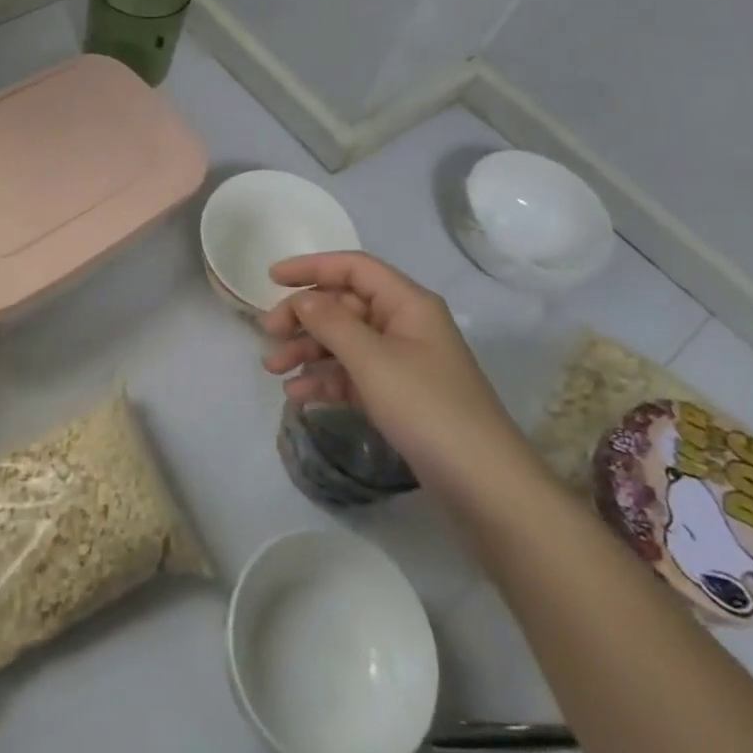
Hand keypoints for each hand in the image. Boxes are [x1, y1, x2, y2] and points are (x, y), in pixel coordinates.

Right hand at [259, 252, 529, 494]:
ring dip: (308, 350)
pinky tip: (298, 395)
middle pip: (344, 305)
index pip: (353, 268)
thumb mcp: (372, 360)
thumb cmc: (427, 408)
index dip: (311, 267)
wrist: (483, 485)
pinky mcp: (397, 395)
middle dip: (304, 316)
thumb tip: (302, 299)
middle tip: (269, 335)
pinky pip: (352, 374)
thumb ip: (331, 322)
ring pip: (344, 341)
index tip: (271, 278)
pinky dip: (324, 379)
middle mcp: (404, 324)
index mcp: (407, 303)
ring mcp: (401, 361)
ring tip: (273, 370)